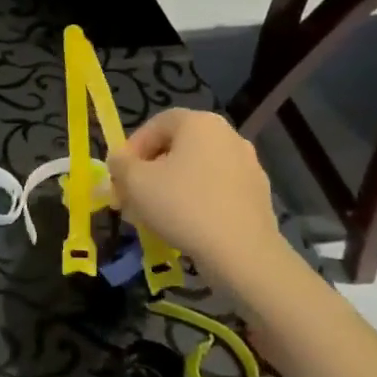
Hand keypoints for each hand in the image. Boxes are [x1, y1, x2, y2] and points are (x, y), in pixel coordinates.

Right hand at [108, 109, 284, 287]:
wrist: (243, 253)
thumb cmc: (182, 205)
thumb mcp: (134, 181)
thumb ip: (119, 163)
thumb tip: (119, 160)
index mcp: (200, 123)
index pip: (155, 125)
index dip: (131, 148)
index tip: (119, 175)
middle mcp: (228, 136)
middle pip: (175, 149)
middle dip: (148, 172)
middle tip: (130, 198)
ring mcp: (248, 166)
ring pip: (195, 172)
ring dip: (169, 188)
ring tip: (151, 217)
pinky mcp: (258, 196)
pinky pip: (215, 191)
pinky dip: (195, 202)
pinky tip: (181, 227)